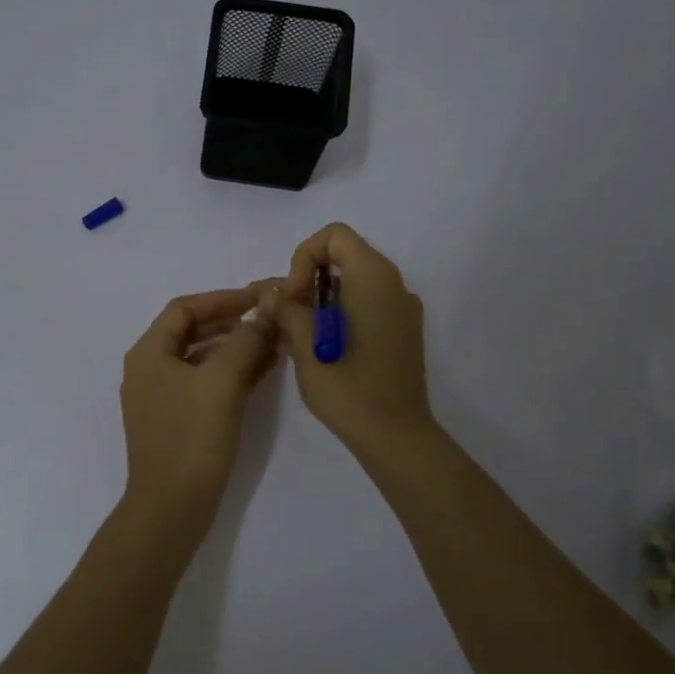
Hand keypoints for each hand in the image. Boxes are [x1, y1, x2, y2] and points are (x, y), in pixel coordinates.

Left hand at [119, 286, 278, 552]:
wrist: (172, 509)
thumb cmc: (192, 438)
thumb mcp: (222, 382)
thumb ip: (245, 340)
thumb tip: (264, 312)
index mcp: (149, 353)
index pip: (185, 308)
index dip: (223, 299)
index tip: (259, 299)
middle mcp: (150, 369)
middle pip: (193, 331)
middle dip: (233, 322)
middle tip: (271, 318)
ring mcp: (163, 397)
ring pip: (203, 358)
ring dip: (237, 347)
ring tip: (276, 342)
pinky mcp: (178, 421)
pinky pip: (207, 384)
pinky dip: (233, 373)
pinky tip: (265, 370)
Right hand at [269, 223, 436, 460]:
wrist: (396, 436)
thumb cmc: (349, 388)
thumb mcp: (306, 347)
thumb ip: (286, 309)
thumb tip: (271, 292)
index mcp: (374, 277)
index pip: (334, 236)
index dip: (304, 257)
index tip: (293, 296)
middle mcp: (394, 284)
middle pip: (344, 255)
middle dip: (309, 278)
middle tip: (289, 316)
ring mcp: (403, 308)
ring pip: (354, 281)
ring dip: (322, 298)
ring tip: (301, 334)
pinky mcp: (403, 330)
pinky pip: (368, 303)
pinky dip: (342, 312)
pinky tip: (326, 347)